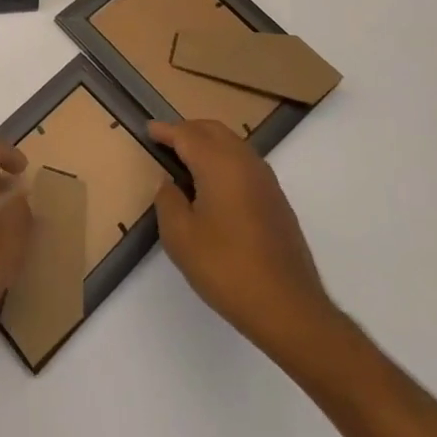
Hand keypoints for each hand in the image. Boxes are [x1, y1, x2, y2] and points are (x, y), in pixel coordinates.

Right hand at [151, 120, 342, 368]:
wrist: (288, 308)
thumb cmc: (226, 268)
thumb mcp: (180, 236)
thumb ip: (168, 200)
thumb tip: (171, 184)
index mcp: (219, 164)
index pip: (187, 135)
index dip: (165, 131)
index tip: (148, 129)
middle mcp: (245, 163)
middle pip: (213, 131)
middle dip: (188, 130)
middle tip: (165, 141)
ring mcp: (266, 181)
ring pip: (233, 145)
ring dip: (208, 143)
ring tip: (186, 160)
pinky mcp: (277, 200)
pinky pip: (245, 163)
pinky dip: (224, 160)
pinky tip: (213, 185)